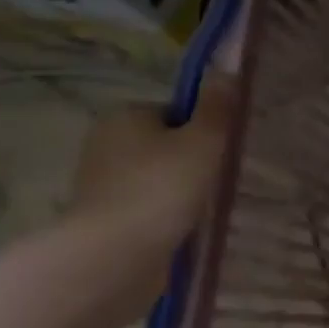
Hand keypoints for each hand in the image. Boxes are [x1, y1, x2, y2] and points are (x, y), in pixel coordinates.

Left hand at [66, 78, 233, 305]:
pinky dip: (166, 216)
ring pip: (158, 178)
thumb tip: (227, 70)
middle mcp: (106, 143)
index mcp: (125, 115)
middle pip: (166, 145)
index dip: (203, 130)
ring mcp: (101, 183)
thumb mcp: (202, 142)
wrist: (114, 257)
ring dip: (181, 192)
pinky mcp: (104, 219)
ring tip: (206, 209)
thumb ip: (218, 108)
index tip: (221, 153)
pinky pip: (148, 207)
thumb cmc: (161, 189)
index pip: (175, 113)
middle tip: (220, 182)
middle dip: (193, 163)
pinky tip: (185, 229)